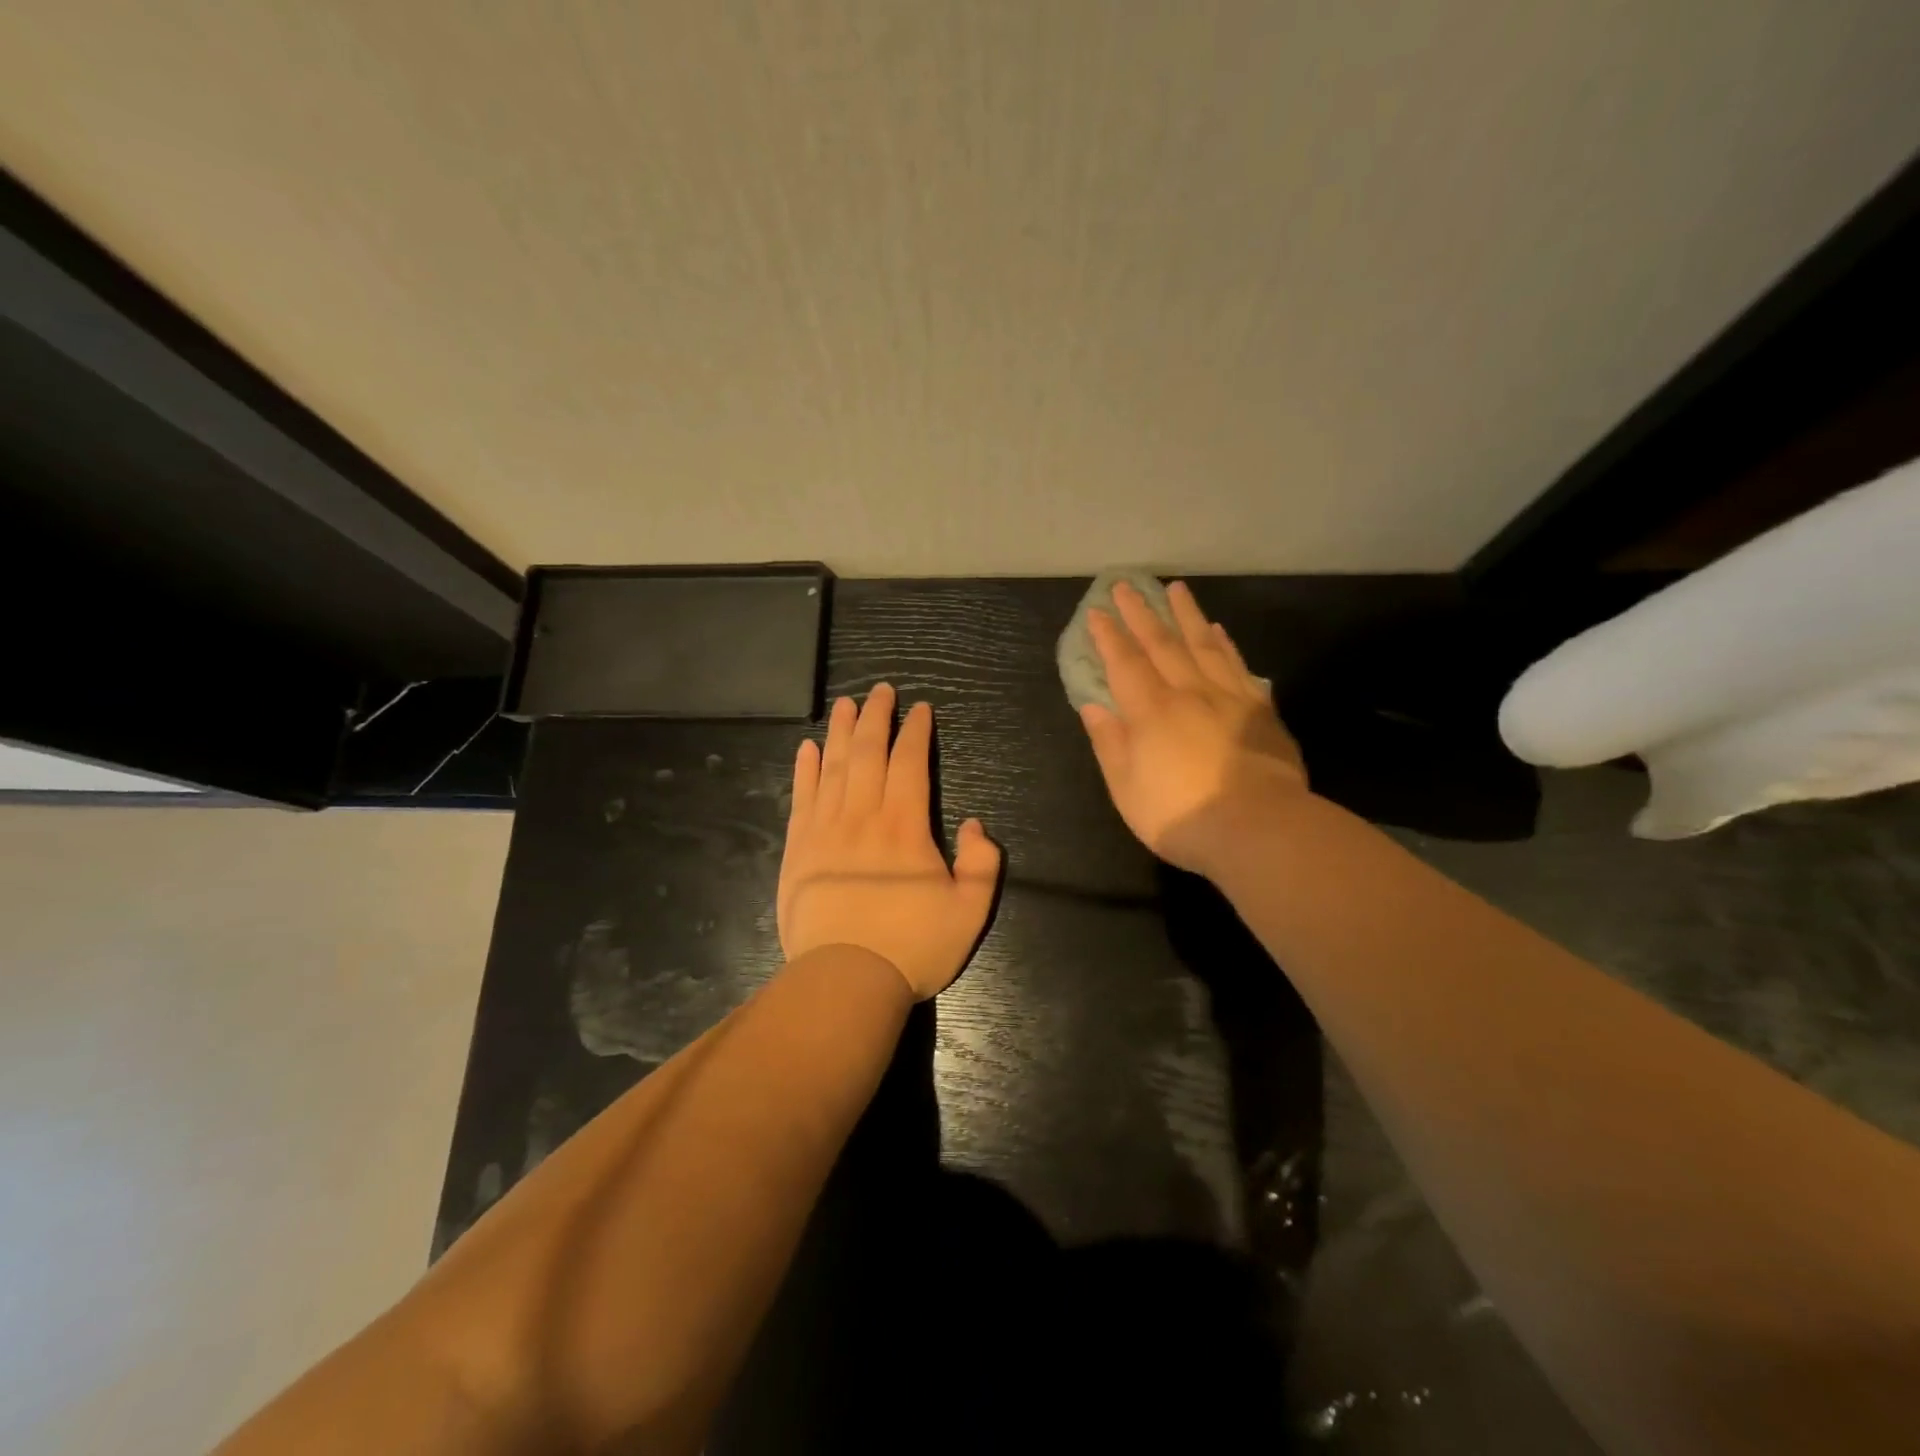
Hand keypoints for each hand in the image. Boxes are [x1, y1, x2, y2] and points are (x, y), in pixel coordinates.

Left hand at [778, 684, 1001, 999]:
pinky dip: (805, 769)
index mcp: (905, 825)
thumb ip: (983, 863)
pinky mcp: (798, 848)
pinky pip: (801, 796)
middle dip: (877, 717)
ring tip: (846, 704)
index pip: (909, 762)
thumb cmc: (913, 947)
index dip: (915, 731)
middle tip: (881, 690)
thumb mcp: (970, 911)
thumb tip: (975, 824)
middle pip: (868, 752)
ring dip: (841, 731)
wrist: (845, 981)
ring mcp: (824, 829)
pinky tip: (808, 748)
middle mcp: (862, 815)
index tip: (920, 709)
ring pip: (833, 766)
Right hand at [1080, 580, 1308, 874]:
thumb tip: (1094, 707)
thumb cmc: (1181, 816)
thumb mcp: (1128, 789)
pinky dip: (1225, 644)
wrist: (1259, 828)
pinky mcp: (1260, 711)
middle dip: (1141, 613)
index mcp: (1151, 712)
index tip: (1097, 611)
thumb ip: (1110, 744)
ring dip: (1186, 615)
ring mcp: (1228, 698)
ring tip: (1176, 589)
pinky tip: (1219, 631)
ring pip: (1204, 644)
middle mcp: (1188, 693)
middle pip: (1162, 644)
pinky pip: (1238, 666)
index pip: (1125, 664)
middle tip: (1127, 585)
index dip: (1109, 637)